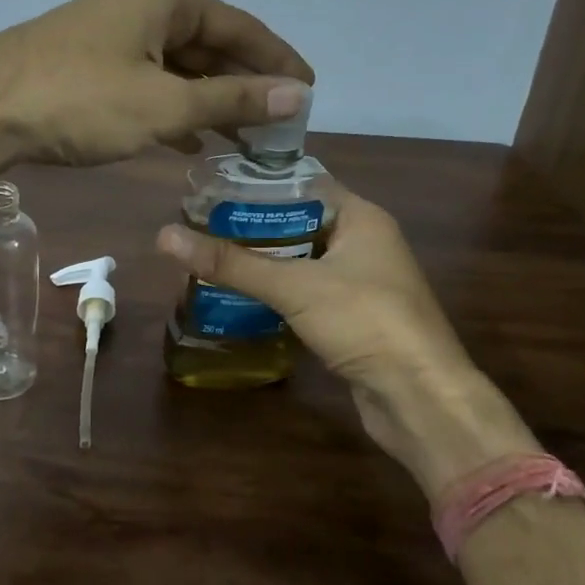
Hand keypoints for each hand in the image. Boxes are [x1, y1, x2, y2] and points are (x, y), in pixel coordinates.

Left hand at [0, 0, 314, 168]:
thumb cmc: (78, 100)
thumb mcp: (162, 105)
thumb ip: (231, 99)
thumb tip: (298, 95)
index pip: (242, 28)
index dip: (279, 61)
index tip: (310, 93)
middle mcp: (143, 7)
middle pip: (211, 46)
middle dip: (246, 86)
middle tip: (281, 128)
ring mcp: (114, 37)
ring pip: (179, 70)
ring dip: (211, 103)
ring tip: (245, 142)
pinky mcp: (91, 67)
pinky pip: (149, 85)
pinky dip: (173, 112)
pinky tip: (189, 143)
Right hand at [157, 192, 535, 496]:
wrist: (420, 399)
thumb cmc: (366, 322)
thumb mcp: (294, 286)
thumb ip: (232, 263)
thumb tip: (164, 236)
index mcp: (361, 218)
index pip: (302, 185)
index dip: (258, 186)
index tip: (211, 191)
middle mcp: (363, 243)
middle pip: (297, 224)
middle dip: (250, 229)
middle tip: (200, 229)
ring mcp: (360, 283)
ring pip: (300, 262)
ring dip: (261, 264)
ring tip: (210, 261)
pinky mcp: (352, 318)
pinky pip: (306, 294)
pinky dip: (276, 294)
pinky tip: (239, 298)